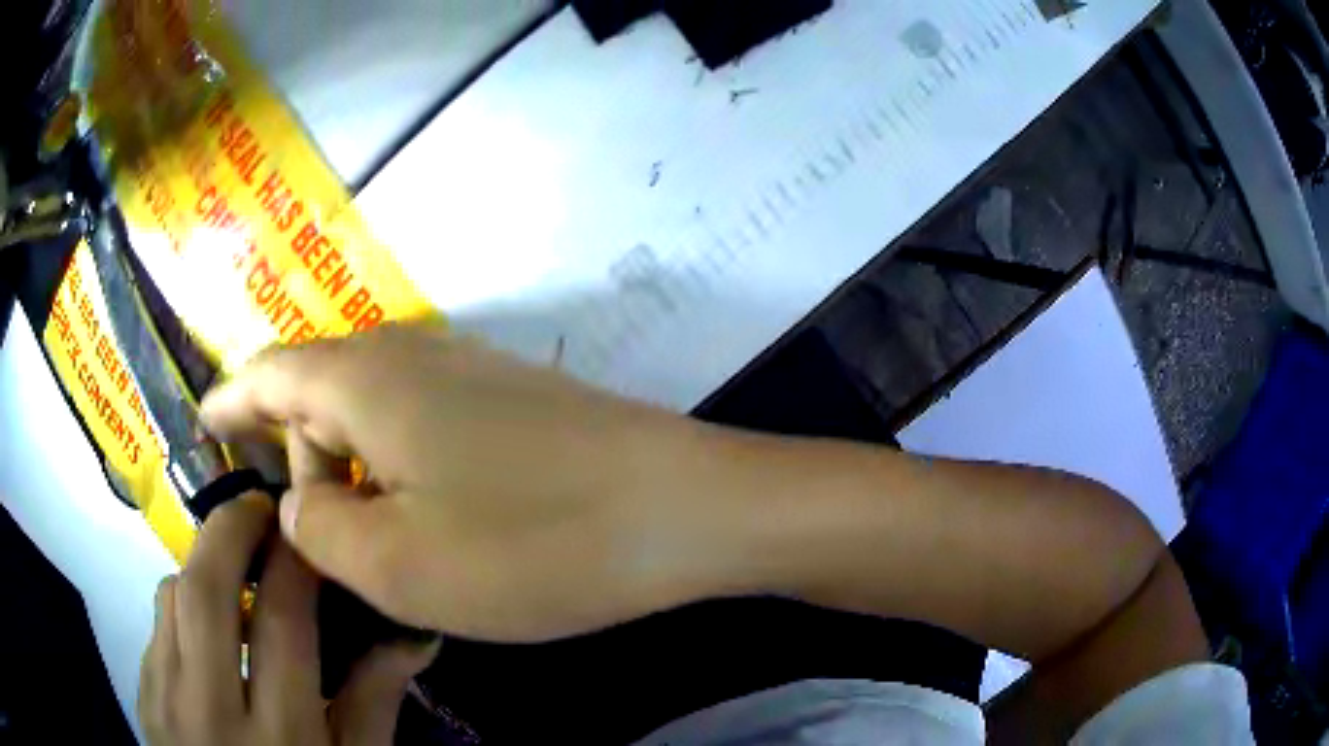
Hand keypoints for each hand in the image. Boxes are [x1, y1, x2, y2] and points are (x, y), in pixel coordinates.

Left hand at [139, 492, 437, 745]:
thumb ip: (372, 704)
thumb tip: (410, 635)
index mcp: (281, 737)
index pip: (281, 621)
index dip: (294, 560)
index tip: (306, 527)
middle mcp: (210, 709)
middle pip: (207, 589)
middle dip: (232, 528)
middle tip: (259, 506)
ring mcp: (164, 699)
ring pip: (172, 595)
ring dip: (203, 567)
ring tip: (232, 573)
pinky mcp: (143, 695)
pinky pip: (157, 626)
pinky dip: (181, 608)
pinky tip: (205, 634)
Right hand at [200, 322, 753, 642]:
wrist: (685, 509)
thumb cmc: (535, 544)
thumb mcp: (398, 565)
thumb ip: (320, 530)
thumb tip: (300, 502)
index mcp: (365, 380)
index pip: (267, 373)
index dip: (228, 399)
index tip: (202, 426)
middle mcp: (412, 355)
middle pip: (317, 390)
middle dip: (292, 454)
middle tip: (301, 531)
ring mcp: (470, 372)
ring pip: (371, 411)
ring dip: (348, 467)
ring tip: (355, 536)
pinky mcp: (512, 402)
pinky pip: (421, 425)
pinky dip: (396, 468)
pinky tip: (417, 515)